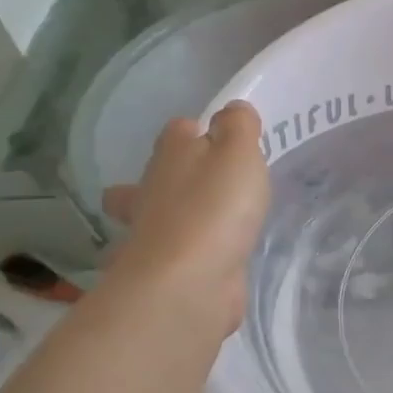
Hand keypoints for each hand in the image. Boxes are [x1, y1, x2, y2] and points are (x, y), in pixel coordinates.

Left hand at [103, 104, 269, 335]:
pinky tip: (209, 258)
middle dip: (175, 173)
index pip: (180, 129)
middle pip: (158, 172)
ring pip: (157, 214)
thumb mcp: (239, 153)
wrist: (188, 282)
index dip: (199, 129)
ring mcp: (154, 233)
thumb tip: (232, 110)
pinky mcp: (166, 269)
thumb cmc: (215, 208)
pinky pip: (176, 253)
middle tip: (209, 180)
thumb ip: (239, 126)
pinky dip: (186, 252)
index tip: (224, 139)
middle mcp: (153, 189)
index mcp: (172, 155)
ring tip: (207, 220)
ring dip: (171, 214)